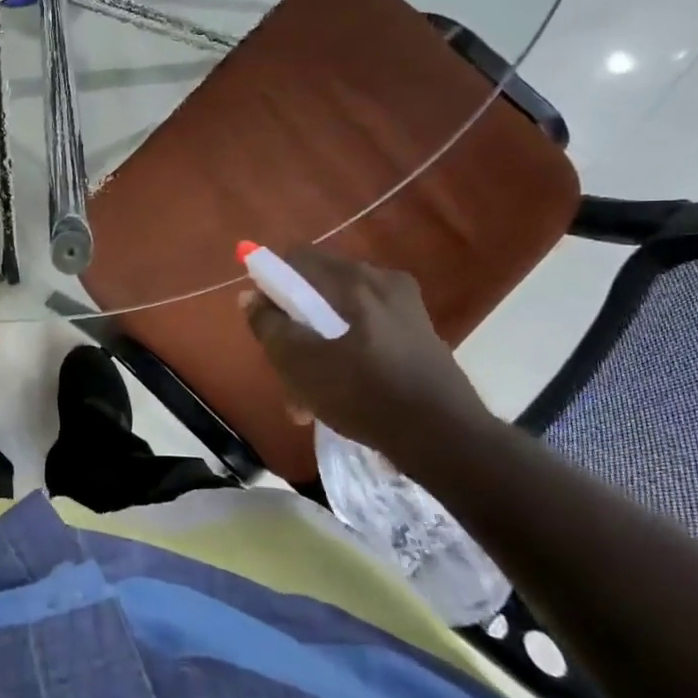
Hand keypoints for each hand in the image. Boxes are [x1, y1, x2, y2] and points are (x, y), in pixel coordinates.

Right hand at [241, 247, 495, 464]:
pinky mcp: (421, 337)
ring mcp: (407, 309)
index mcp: (353, 279)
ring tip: (308, 398)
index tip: (265, 319)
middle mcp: (383, 282)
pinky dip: (348, 355)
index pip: (296, 258)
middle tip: (286, 366)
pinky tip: (342, 395)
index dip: (271, 282)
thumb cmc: (363, 393)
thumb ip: (268, 324)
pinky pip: (369, 334)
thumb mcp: (299, 362)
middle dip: (297, 325)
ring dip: (320, 348)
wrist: (447, 439)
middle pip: (320, 290)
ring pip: (344, 317)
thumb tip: (250, 295)